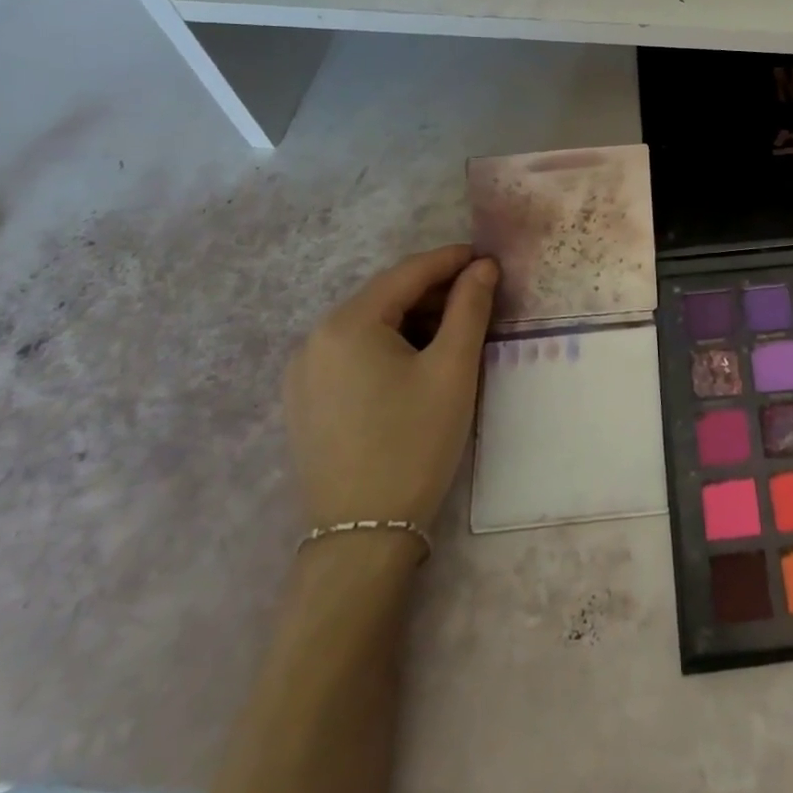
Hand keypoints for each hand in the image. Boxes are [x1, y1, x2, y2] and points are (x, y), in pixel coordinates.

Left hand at [284, 245, 498, 532]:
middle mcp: (315, 338)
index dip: (452, 260)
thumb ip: (469, 308)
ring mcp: (304, 372)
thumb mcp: (452, 369)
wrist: (363, 534)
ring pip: (369, 325)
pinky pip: (353, 353)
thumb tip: (483, 267)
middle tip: (480, 297)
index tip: (488, 258)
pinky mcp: (306, 400)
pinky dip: (390, 344)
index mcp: (347, 324)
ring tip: (456, 330)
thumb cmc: (415, 442)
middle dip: (434, 291)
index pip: (408, 272)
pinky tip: (418, 361)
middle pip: (385, 296)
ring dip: (414, 318)